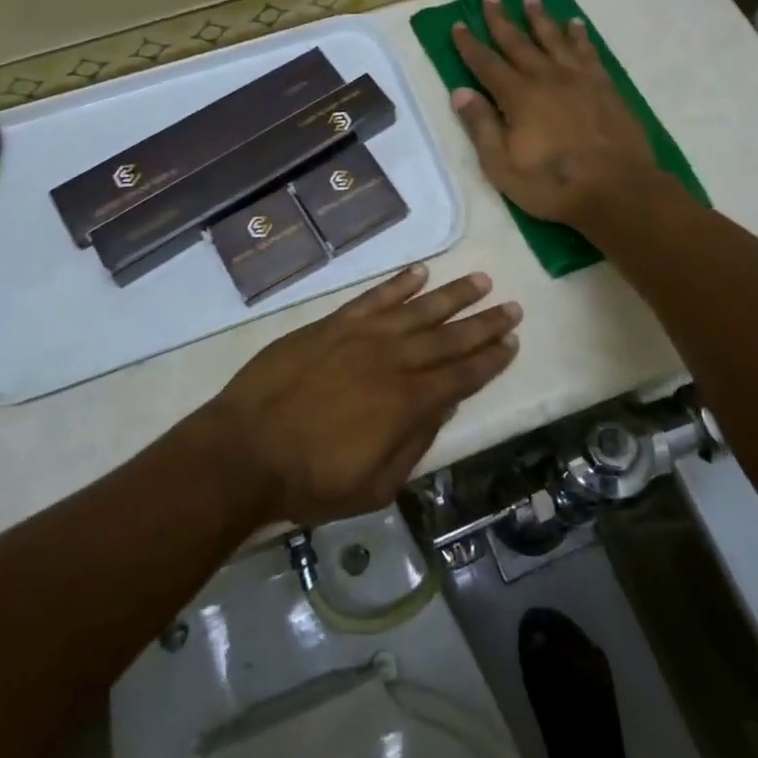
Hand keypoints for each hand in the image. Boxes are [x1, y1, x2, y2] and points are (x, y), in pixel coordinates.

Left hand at [206, 265, 519, 525]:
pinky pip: (374, 297)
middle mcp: (392, 361)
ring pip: (418, 309)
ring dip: (452, 294)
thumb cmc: (310, 479)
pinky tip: (420, 272)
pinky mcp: (333, 323)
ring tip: (480, 280)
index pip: (461, 376)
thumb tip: (442, 407)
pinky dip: (399, 284)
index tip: (512, 341)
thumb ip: (414, 444)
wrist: (246, 448)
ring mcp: (362, 336)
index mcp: (407, 403)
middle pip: (448, 337)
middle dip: (483, 322)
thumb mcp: (375, 486)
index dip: (489, 359)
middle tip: (512, 306)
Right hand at [450, 0, 662, 225]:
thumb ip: (481, 127)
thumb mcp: (502, 167)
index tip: (458, 25)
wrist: (617, 189)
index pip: (486, 64)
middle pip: (518, 42)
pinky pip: (587, 51)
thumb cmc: (553, 185)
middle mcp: (546, 78)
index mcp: (518, 97)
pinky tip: (575, 25)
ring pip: (554, 39)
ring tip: (531, 0)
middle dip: (501, 20)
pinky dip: (579, 36)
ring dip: (540, 19)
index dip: (469, 45)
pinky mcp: (604, 86)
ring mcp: (578, 79)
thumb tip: (459, 92)